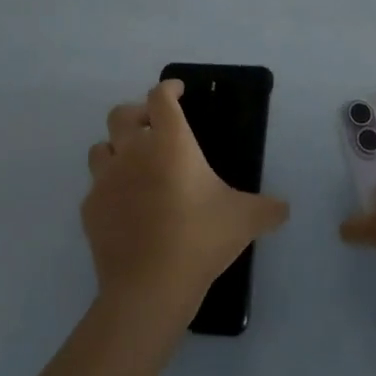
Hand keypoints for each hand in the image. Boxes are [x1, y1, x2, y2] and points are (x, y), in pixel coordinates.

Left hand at [82, 80, 289, 325]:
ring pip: (101, 148)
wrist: (149, 288)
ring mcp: (106, 180)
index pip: (160, 97)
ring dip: (116, 149)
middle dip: (137, 114)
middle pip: (121, 114)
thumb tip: (285, 208)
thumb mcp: (244, 219)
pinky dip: (109, 189)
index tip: (178, 91)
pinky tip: (125, 206)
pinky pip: (95, 188)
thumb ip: (268, 209)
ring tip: (135, 165)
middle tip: (154, 127)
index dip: (168, 88)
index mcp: (169, 142)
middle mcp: (133, 151)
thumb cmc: (199, 238)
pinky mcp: (90, 210)